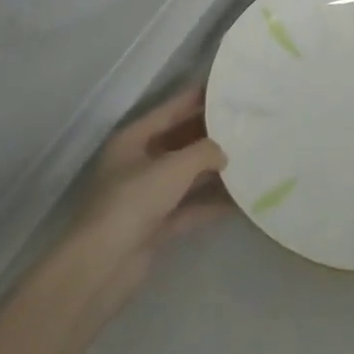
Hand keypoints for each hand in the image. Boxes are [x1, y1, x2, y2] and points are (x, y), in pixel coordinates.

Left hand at [73, 85, 230, 293]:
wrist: (104, 263)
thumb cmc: (134, 201)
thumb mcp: (173, 167)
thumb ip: (204, 152)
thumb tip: (223, 153)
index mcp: (132, 140)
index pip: (169, 111)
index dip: (195, 99)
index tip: (225, 89)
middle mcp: (137, 164)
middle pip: (179, 142)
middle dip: (209, 135)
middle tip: (245, 124)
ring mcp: (146, 196)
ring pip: (186, 175)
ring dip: (213, 170)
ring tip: (248, 158)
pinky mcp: (155, 226)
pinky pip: (189, 206)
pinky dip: (210, 203)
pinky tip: (239, 200)